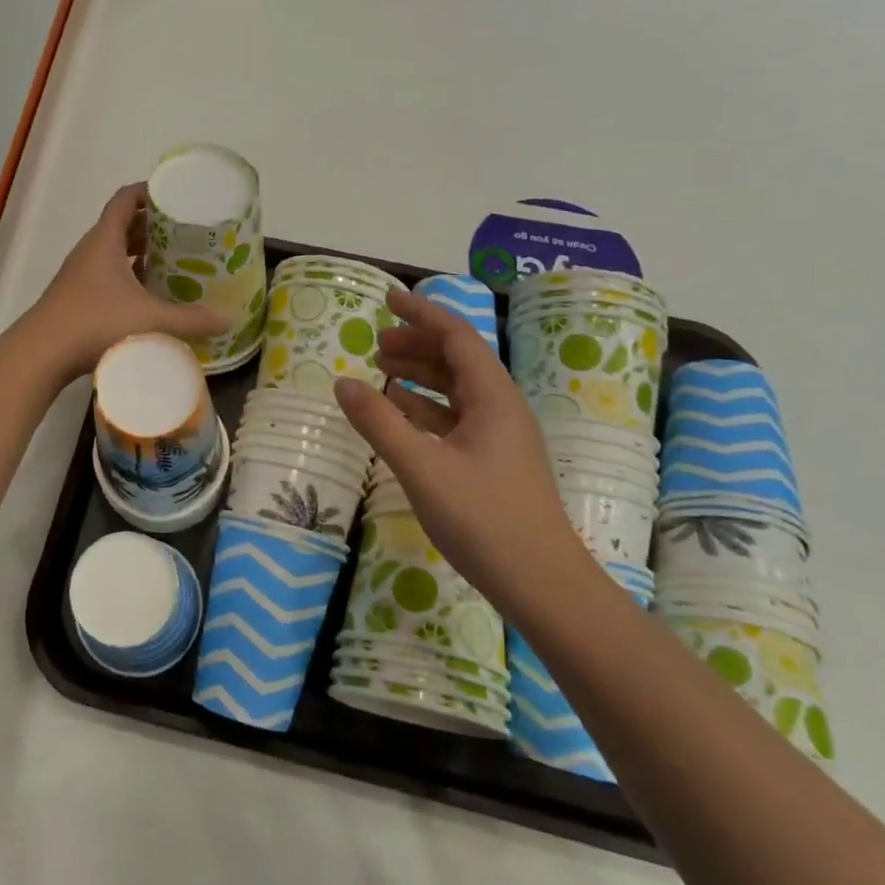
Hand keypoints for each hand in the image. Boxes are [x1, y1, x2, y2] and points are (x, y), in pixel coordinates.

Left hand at [28, 184, 229, 380]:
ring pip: (114, 252)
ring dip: (140, 252)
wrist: (42, 354)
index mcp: (105, 240)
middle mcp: (91, 250)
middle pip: (122, 224)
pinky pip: (108, 274)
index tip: (176, 197)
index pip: (125, 199)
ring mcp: (80, 274)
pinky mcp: (77, 297)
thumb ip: (191, 320)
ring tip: (173, 261)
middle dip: (152, 225)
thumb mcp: (150, 320)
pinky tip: (148, 295)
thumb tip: (228, 318)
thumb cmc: (95, 323)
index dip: (149, 191)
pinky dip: (129, 276)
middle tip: (185, 232)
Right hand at [333, 288, 593, 609]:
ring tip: (382, 372)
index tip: (388, 299)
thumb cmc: (484, 519)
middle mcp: (501, 408)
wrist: (542, 585)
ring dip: (420, 375)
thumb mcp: (422, 467)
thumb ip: (380, 423)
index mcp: (493, 397)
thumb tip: (342, 382)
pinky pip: (456, 419)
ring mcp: (500, 437)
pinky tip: (401, 415)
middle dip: (417, 344)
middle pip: (457, 360)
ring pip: (456, 390)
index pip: (457, 337)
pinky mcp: (494, 463)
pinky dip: (426, 408)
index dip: (422, 314)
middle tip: (376, 343)